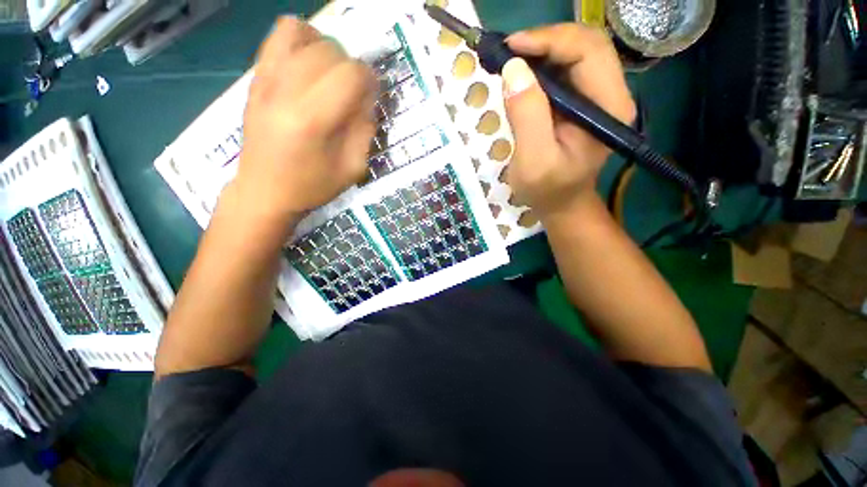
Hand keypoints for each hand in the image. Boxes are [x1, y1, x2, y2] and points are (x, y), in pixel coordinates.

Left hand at [229, 17, 376, 227]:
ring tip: (331, 75)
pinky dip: (301, 39)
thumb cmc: (312, 186)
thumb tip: (368, 97)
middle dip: (351, 67)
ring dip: (327, 50)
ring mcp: (265, 79)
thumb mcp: (352, 168)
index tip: (371, 96)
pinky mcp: (255, 78)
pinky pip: (279, 36)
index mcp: (312, 119)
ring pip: (303, 33)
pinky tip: (308, 63)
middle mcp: (285, 90)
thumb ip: (365, 130)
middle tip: (353, 92)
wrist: (264, 191)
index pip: (350, 74)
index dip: (370, 80)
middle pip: (329, 50)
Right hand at [502, 24, 635, 217]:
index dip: (549, 40)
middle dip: (545, 41)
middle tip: (509, 52)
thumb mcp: (533, 161)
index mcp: (608, 108)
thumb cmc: (547, 189)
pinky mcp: (583, 102)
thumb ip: (527, 117)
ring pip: (575, 53)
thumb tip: (513, 69)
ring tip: (511, 61)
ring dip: (542, 50)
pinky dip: (542, 65)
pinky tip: (523, 74)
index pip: (588, 51)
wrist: (561, 203)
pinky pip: (566, 70)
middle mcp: (611, 94)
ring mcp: (599, 97)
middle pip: (586, 44)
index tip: (511, 48)